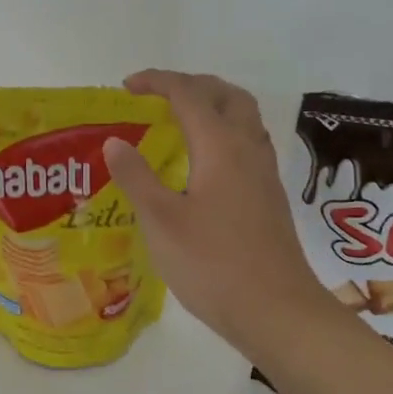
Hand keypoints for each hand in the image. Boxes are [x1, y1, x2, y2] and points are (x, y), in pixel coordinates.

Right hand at [103, 69, 329, 350]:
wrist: (277, 311)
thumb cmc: (213, 264)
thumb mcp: (162, 221)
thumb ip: (136, 177)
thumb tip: (115, 142)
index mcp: (221, 146)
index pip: (188, 94)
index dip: (156, 82)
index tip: (126, 87)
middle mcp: (248, 149)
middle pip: (226, 95)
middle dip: (190, 85)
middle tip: (157, 97)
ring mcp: (264, 173)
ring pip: (243, 117)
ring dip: (212, 105)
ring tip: (179, 122)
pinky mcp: (269, 196)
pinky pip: (247, 143)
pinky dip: (223, 132)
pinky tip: (203, 164)